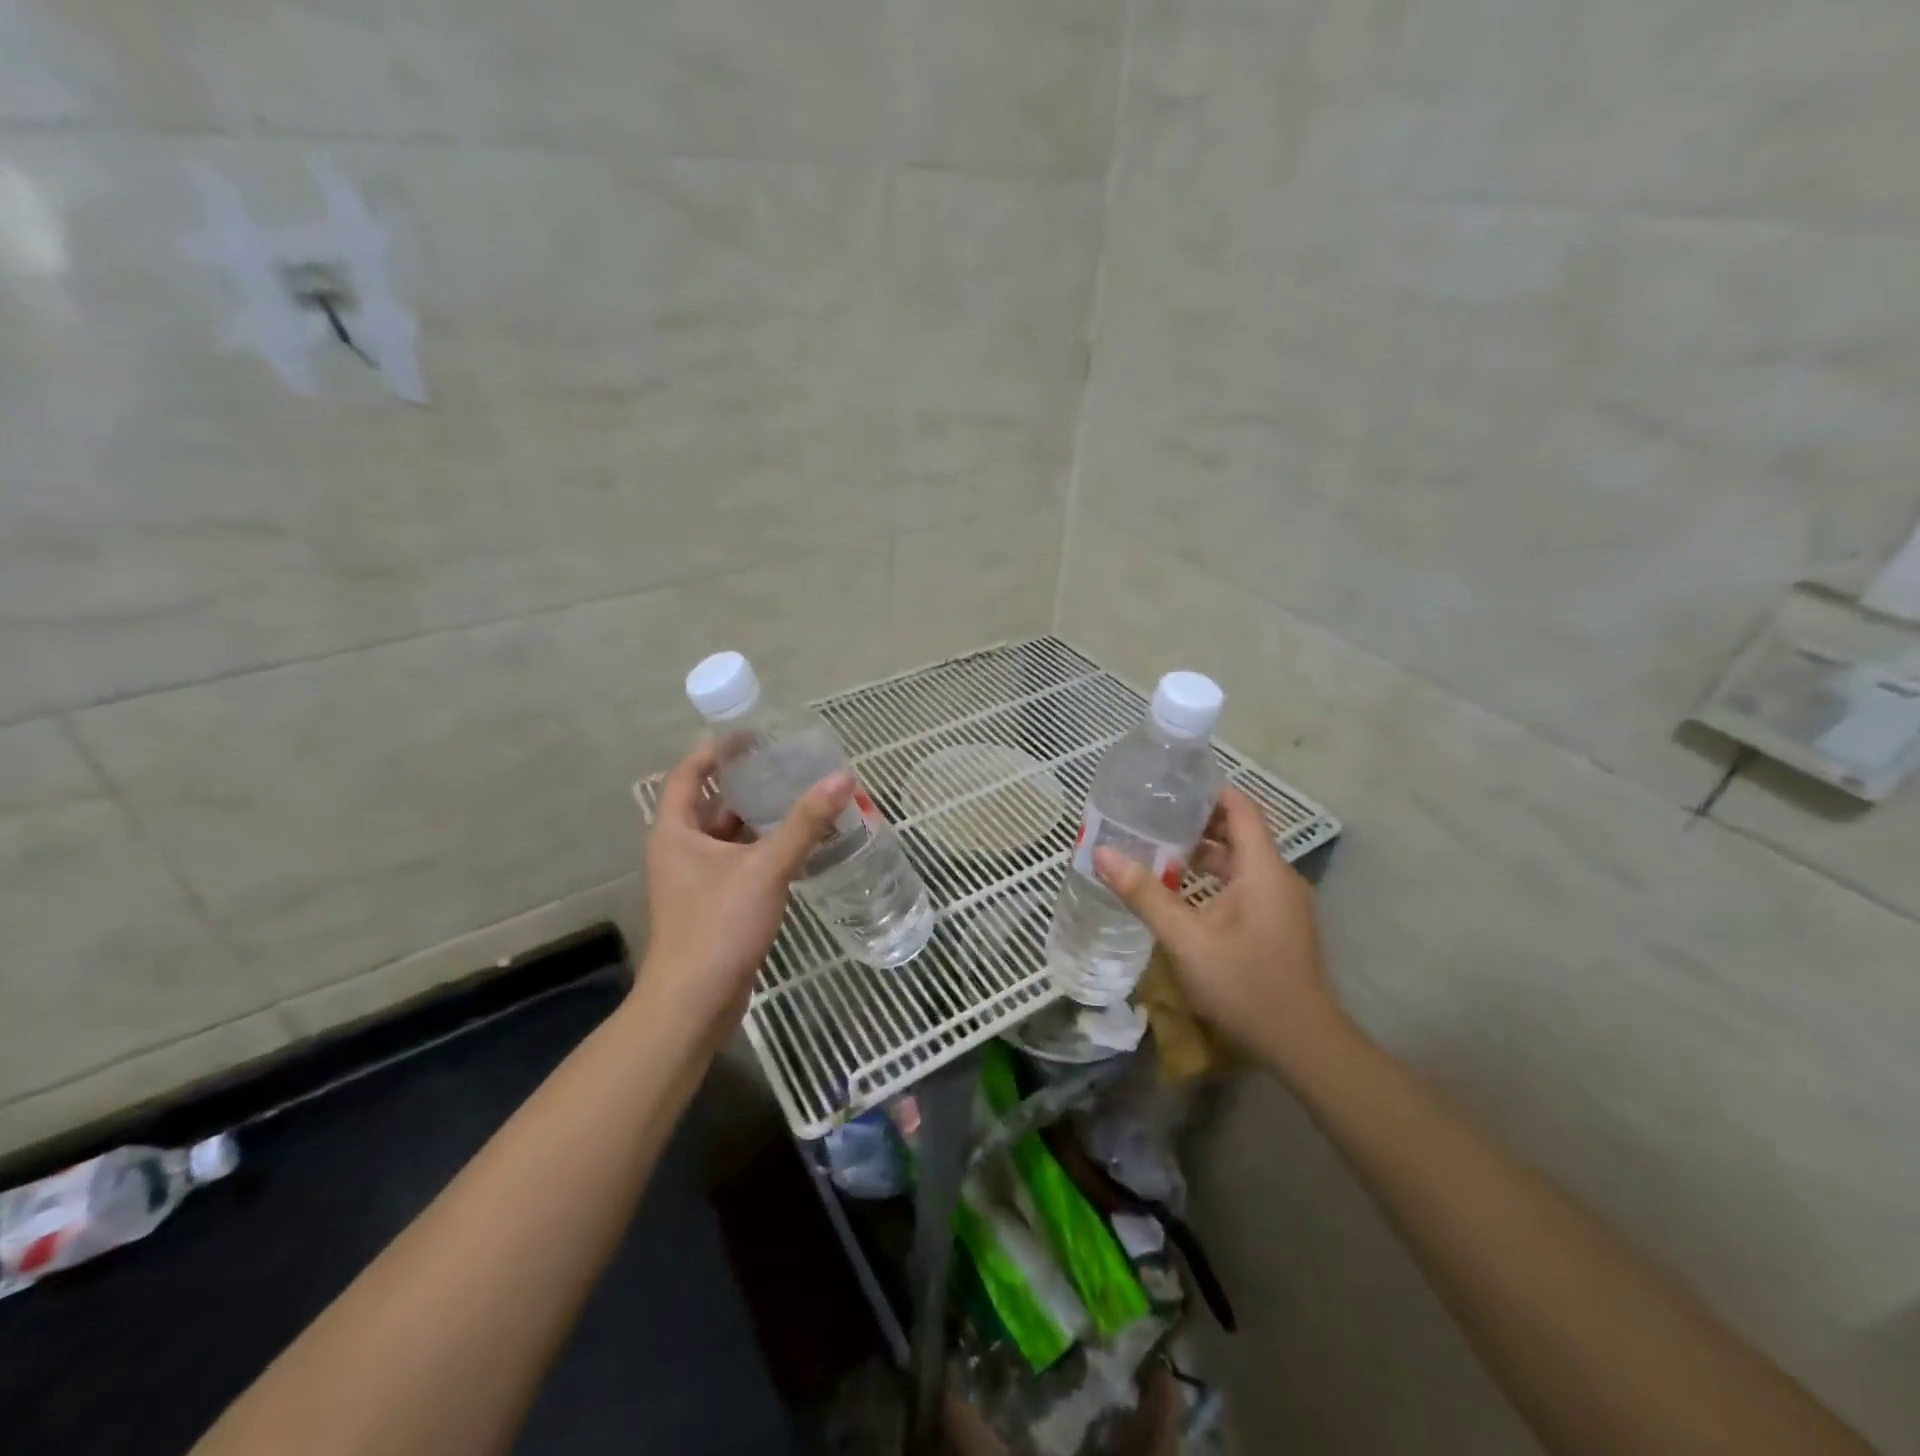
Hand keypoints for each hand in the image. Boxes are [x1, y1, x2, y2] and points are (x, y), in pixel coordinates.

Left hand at [636, 743, 853, 1051]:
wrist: (695, 1002)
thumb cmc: (719, 925)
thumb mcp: (766, 868)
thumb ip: (805, 823)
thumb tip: (843, 778)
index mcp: (676, 832)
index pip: (690, 774)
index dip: (717, 749)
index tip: (752, 734)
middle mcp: (680, 850)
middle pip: (713, 803)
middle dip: (748, 783)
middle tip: (789, 765)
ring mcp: (696, 880)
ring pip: (730, 836)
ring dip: (761, 818)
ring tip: (802, 798)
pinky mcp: (714, 904)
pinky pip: (740, 863)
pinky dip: (765, 849)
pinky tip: (799, 846)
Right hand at [1093, 786, 1347, 1079]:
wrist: (1303, 1044)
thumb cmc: (1245, 984)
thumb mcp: (1186, 939)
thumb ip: (1145, 894)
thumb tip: (1102, 853)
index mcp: (1263, 869)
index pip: (1241, 807)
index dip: (1209, 790)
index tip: (1169, 785)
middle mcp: (1278, 876)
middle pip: (1239, 831)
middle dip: (1197, 821)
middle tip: (1151, 816)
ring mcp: (1282, 902)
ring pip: (1241, 860)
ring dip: (1203, 852)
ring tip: (1157, 849)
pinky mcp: (1278, 922)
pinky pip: (1245, 883)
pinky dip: (1214, 877)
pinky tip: (1182, 891)